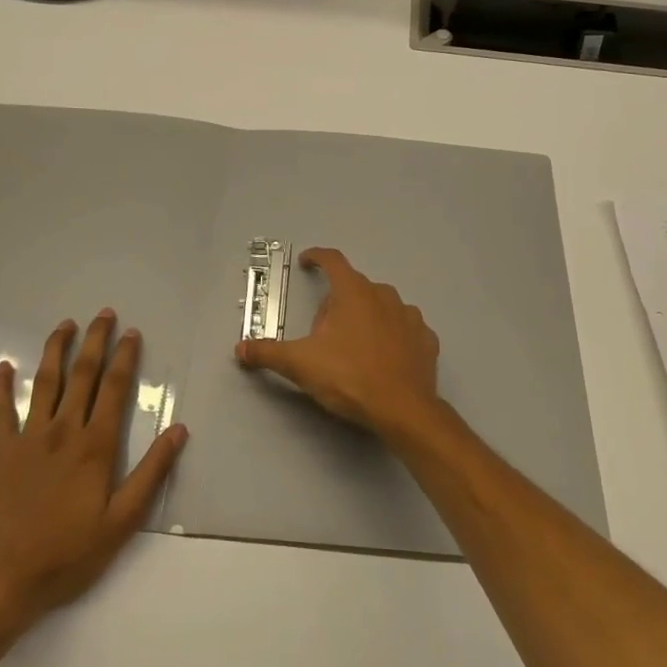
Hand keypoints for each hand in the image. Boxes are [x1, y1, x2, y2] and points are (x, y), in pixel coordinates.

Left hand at [0, 311, 187, 639]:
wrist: (3, 580)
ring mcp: (28, 439)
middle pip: (82, 375)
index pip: (114, 389)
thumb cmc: (69, 553)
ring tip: (64, 325)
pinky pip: (0, 412)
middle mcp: (63, 431)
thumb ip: (151, 473)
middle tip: (103, 314)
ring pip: (44, 383)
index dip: (125, 358)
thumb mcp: (122, 521)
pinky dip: (1, 387)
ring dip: (55, 350)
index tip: (132, 333)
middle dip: (94, 342)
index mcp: (95, 446)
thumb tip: (179, 430)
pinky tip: (4, 366)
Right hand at [234, 248, 446, 443]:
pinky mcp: (426, 339)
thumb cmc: (349, 377)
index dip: (317, 257)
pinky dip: (392, 336)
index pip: (333, 261)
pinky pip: (404, 329)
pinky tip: (384, 358)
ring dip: (366, 318)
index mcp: (353, 293)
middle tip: (323, 334)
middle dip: (336, 304)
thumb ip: (268, 353)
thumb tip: (240, 348)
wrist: (403, 409)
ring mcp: (409, 316)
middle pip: (354, 288)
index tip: (308, 261)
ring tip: (354, 348)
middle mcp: (384, 295)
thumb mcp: (301, 364)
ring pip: (381, 307)